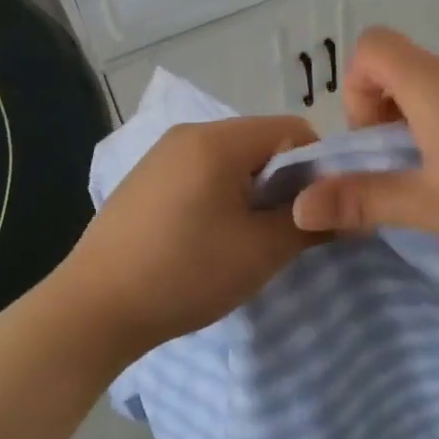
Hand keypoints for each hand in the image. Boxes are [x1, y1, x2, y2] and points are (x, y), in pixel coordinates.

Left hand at [52, 115, 320, 363]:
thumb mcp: (261, 252)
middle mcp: (188, 134)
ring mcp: (161, 155)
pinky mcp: (144, 179)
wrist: (94, 308)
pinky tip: (206, 239)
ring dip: (251, 192)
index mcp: (217, 140)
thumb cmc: (185, 273)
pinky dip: (219, 196)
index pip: (293, 129)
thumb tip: (344, 214)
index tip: (316, 211)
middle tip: (283, 231)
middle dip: (283, 182)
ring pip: (230, 160)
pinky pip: (200, 173)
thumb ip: (309, 224)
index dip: (317, 167)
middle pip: (260, 143)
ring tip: (244, 239)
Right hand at [289, 27, 438, 274]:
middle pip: (408, 69)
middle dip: (393, 117)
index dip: (358, 89)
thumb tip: (300, 206)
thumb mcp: (434, 206)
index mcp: (435, 83)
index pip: (372, 46)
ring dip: (433, 123)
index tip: (379, 141)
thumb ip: (364, 199)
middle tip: (417, 174)